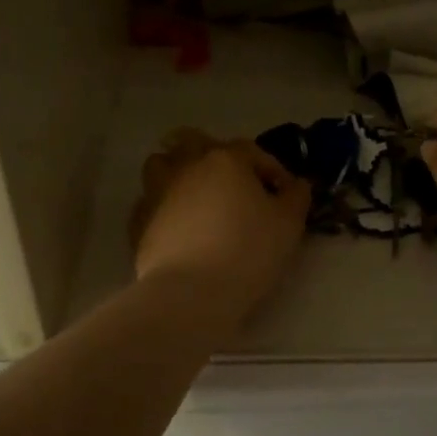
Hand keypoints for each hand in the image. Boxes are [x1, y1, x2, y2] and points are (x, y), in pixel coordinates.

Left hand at [130, 130, 310, 320]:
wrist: (191, 293)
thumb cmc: (247, 251)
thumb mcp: (289, 225)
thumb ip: (296, 197)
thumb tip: (297, 184)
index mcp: (226, 160)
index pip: (253, 151)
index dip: (272, 170)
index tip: (284, 195)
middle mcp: (187, 166)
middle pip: (195, 142)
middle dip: (213, 155)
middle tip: (232, 184)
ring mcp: (157, 192)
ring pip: (162, 165)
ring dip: (179, 173)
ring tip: (196, 198)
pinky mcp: (138, 221)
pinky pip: (150, 203)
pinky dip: (163, 208)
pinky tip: (176, 228)